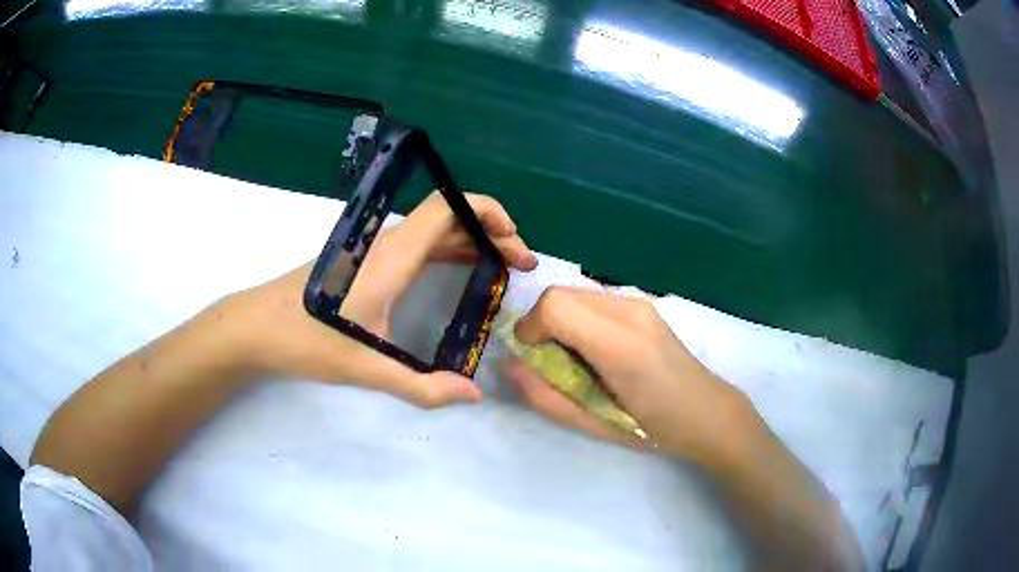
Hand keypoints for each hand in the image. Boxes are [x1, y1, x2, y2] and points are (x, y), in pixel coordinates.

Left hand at [211, 192, 537, 407]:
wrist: (256, 327)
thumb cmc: (307, 340)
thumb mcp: (366, 368)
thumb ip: (422, 386)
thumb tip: (472, 395)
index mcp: (392, 257)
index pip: (448, 208)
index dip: (488, 212)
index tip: (515, 239)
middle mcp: (386, 243)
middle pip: (448, 218)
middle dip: (491, 233)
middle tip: (519, 265)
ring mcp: (373, 249)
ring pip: (432, 231)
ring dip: (470, 242)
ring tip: (500, 269)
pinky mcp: (363, 260)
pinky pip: (416, 245)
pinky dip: (446, 251)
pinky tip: (458, 273)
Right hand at [505, 288, 755, 462]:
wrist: (708, 413)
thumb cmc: (652, 428)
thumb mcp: (592, 424)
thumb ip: (545, 396)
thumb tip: (510, 366)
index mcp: (620, 344)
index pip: (554, 305)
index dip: (531, 329)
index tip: (534, 360)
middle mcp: (630, 310)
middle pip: (560, 293)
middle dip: (542, 324)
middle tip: (552, 361)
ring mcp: (640, 303)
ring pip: (576, 293)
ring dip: (561, 321)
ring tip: (577, 358)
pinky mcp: (644, 305)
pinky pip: (595, 300)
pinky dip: (581, 319)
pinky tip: (598, 350)